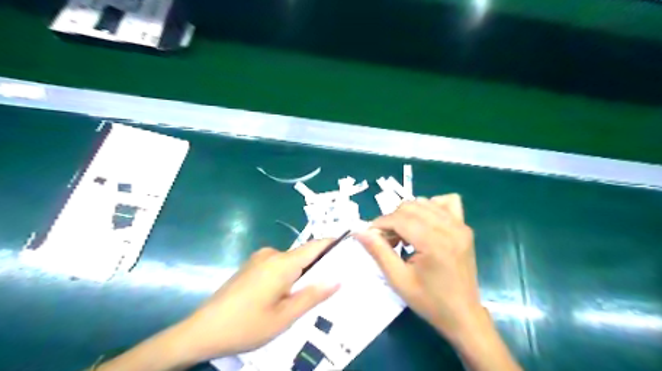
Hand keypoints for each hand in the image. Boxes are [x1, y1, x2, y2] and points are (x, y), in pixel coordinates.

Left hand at [97, 241, 340, 370]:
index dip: (335, 243)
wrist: (201, 331)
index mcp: (282, 263)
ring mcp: (259, 259)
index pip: (316, 245)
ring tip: (315, 293)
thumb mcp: (285, 317)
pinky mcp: (252, 266)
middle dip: (321, 265)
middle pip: (304, 254)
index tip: (352, 246)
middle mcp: (272, 254)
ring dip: (304, 273)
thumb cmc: (246, 325)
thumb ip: (313, 295)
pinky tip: (289, 295)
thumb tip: (338, 279)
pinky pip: (279, 266)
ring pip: (291, 262)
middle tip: (338, 281)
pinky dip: (290, 276)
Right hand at [358, 196, 482, 342]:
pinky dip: (431, 207)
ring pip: (425, 202)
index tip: (371, 235)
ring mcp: (460, 226)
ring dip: (408, 214)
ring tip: (403, 235)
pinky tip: (425, 224)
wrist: (462, 315)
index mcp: (434, 243)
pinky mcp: (465, 227)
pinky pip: (446, 202)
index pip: (399, 219)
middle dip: (393, 219)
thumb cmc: (429, 301)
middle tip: (387, 240)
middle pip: (411, 207)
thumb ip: (378, 252)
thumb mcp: (398, 279)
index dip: (380, 224)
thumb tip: (359, 231)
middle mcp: (450, 228)